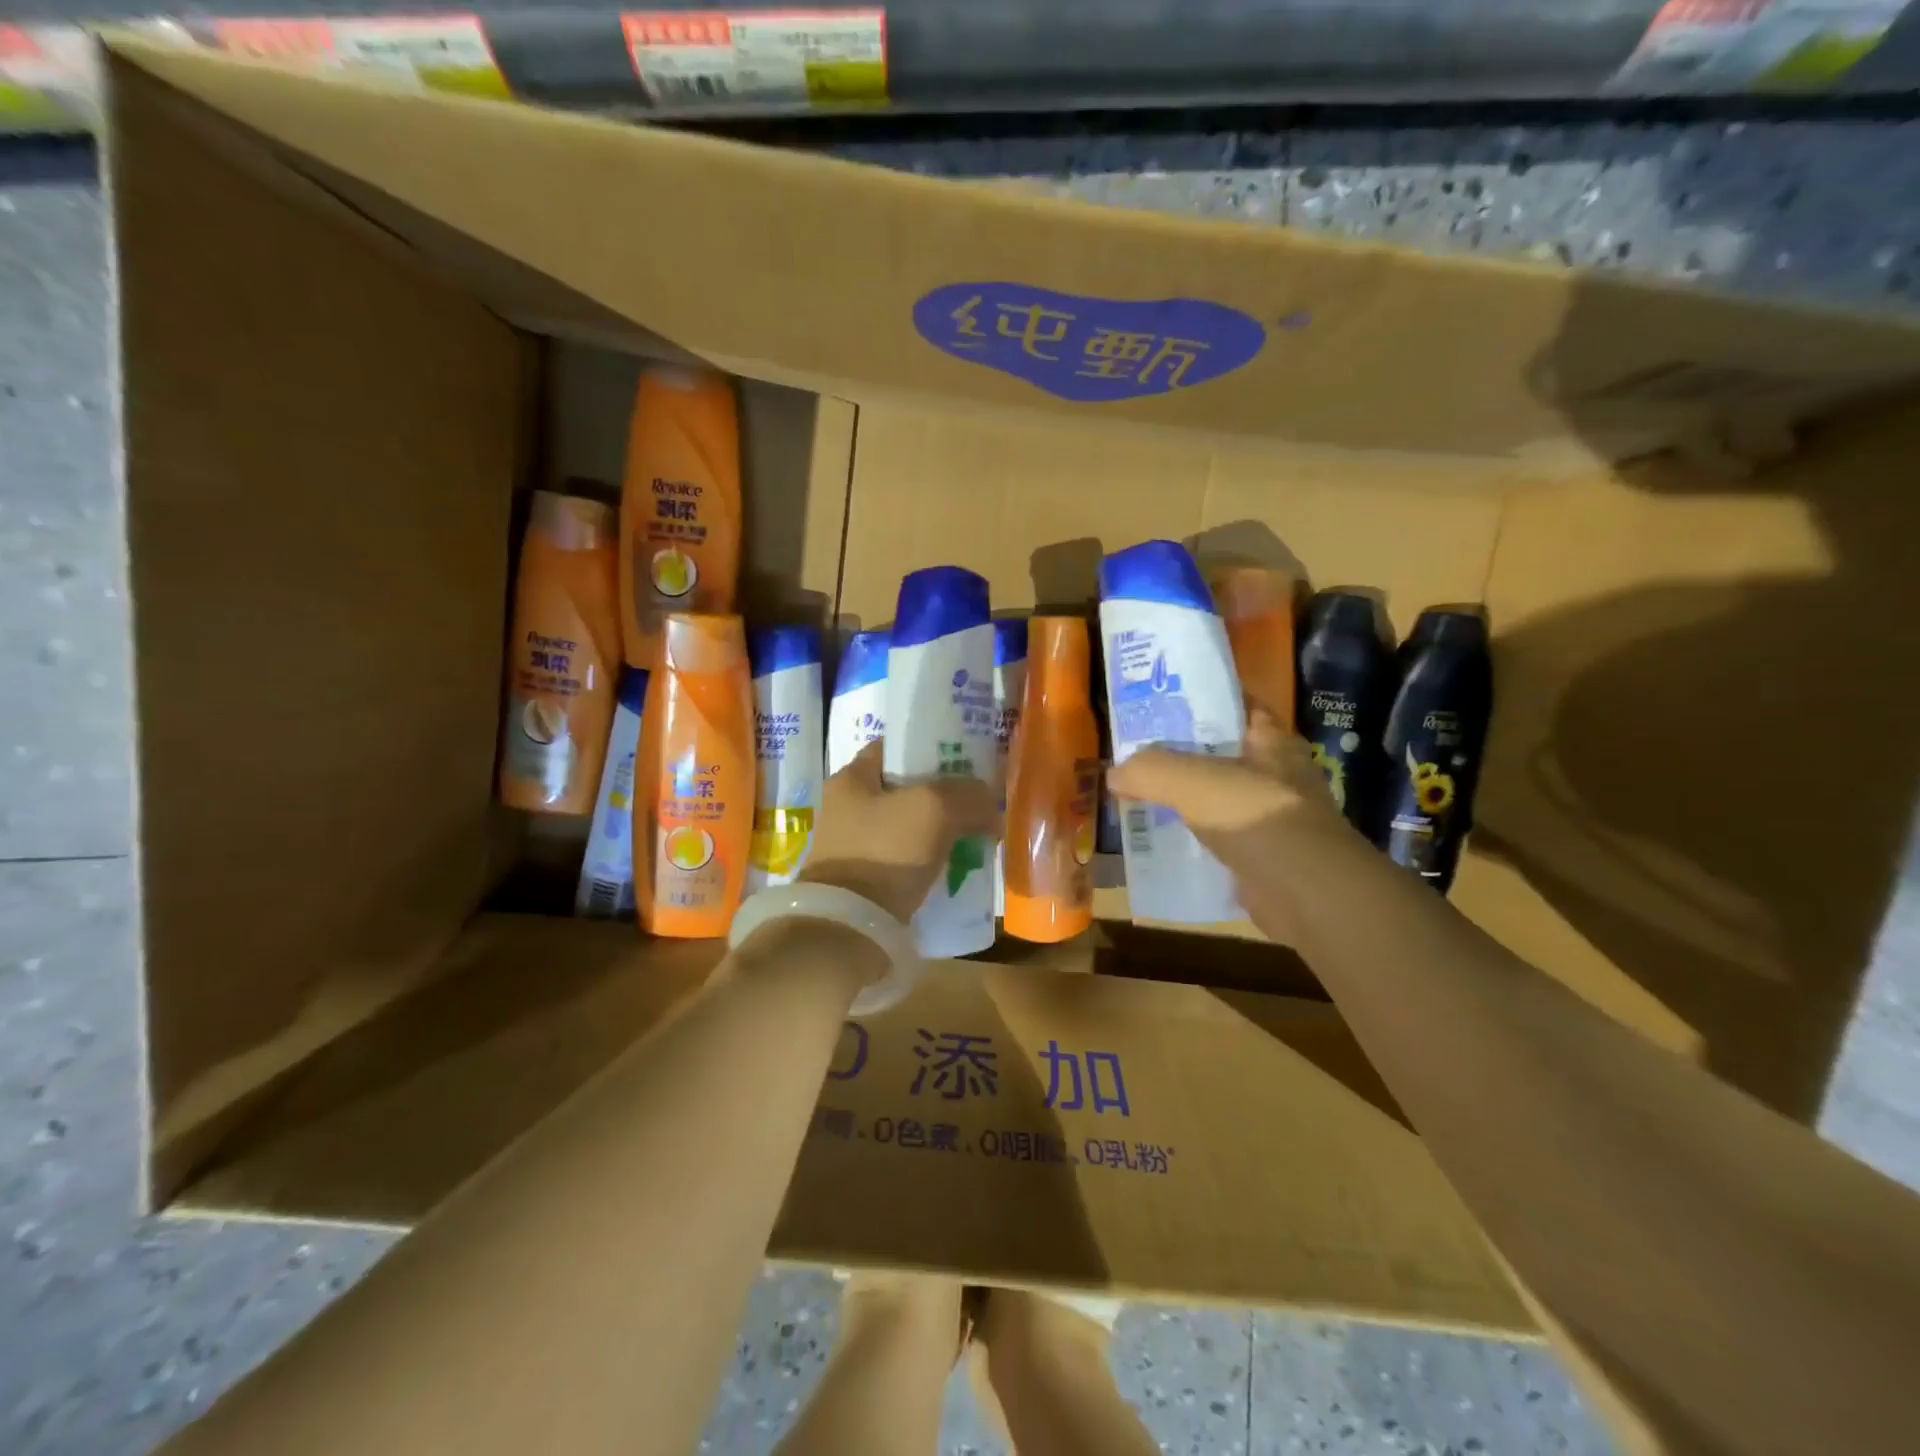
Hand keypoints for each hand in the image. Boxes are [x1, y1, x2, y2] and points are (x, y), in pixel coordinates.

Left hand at [800, 739, 998, 922]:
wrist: (850, 926)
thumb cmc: (885, 851)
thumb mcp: (934, 809)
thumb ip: (968, 795)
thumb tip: (990, 802)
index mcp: (851, 778)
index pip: (895, 747)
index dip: (932, 747)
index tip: (966, 759)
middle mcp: (847, 807)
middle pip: (907, 788)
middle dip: (945, 794)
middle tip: (979, 801)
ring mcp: (854, 845)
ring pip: (910, 825)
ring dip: (941, 830)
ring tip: (977, 835)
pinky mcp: (865, 879)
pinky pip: (907, 858)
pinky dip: (931, 859)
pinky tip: (958, 865)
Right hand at [1105, 709, 1348, 874]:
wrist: (1305, 892)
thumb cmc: (1255, 815)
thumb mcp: (1192, 780)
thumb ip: (1150, 769)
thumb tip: (1114, 773)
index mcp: (1272, 741)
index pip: (1236, 705)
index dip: (1200, 699)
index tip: (1158, 702)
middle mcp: (1276, 774)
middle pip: (1220, 753)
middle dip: (1180, 752)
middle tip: (1135, 751)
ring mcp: (1270, 816)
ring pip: (1216, 796)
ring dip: (1183, 798)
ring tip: (1138, 794)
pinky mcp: (1262, 855)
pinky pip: (1217, 837)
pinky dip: (1191, 837)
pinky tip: (1158, 839)